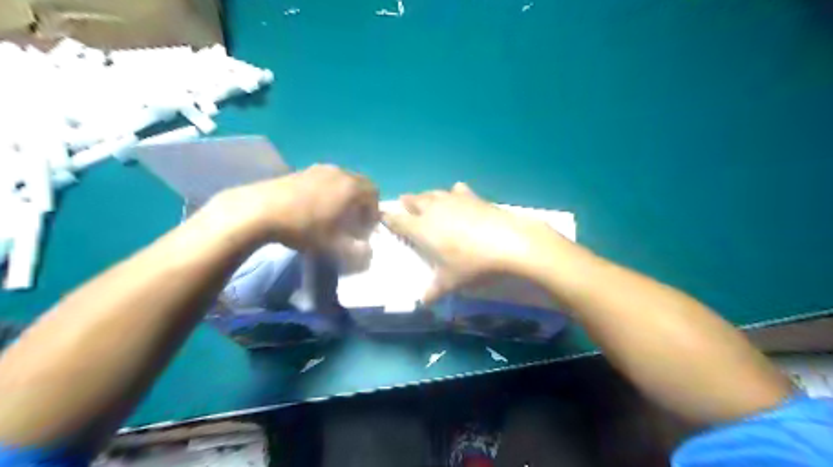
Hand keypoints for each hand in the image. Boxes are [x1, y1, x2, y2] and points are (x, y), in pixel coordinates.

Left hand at [209, 165, 378, 252]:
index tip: (364, 228)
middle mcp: (339, 173)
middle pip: (359, 184)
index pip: (374, 193)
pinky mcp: (301, 170)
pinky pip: (324, 179)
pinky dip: (327, 192)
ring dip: (344, 197)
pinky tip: (313, 208)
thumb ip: (357, 251)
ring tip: (332, 215)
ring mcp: (319, 169)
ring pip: (341, 181)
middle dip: (360, 203)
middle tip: (352, 221)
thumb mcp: (334, 247)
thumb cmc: (304, 228)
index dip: (373, 212)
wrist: (259, 210)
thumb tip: (368, 252)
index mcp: (351, 187)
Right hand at [383, 182, 566, 302]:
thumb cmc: (472, 264)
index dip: (389, 218)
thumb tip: (423, 302)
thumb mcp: (451, 282)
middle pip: (415, 201)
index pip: (399, 221)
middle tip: (404, 202)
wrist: (508, 243)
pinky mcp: (474, 197)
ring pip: (434, 193)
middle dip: (408, 202)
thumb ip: (434, 291)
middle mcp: (434, 210)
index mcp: (422, 229)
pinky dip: (454, 192)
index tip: (383, 215)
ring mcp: (454, 200)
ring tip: (424, 198)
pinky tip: (457, 193)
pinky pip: (458, 190)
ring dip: (426, 195)